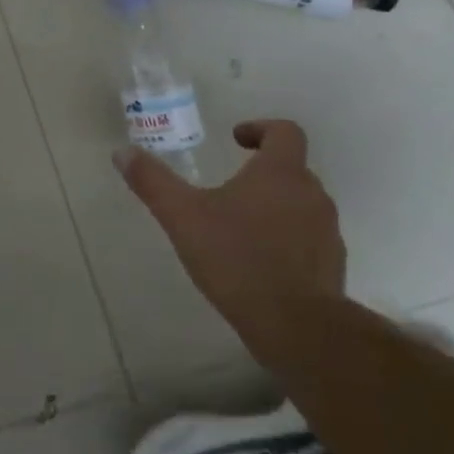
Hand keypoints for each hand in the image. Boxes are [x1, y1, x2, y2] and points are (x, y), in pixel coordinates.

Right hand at [115, 120, 346, 345]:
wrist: (295, 324)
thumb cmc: (236, 257)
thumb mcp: (182, 216)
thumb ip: (152, 181)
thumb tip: (122, 152)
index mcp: (281, 173)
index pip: (285, 132)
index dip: (260, 129)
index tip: (236, 140)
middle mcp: (312, 194)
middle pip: (292, 169)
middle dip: (261, 172)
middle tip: (228, 186)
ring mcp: (327, 231)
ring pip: (301, 204)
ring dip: (274, 206)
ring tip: (238, 226)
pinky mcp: (331, 265)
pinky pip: (307, 238)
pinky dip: (286, 239)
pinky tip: (257, 261)